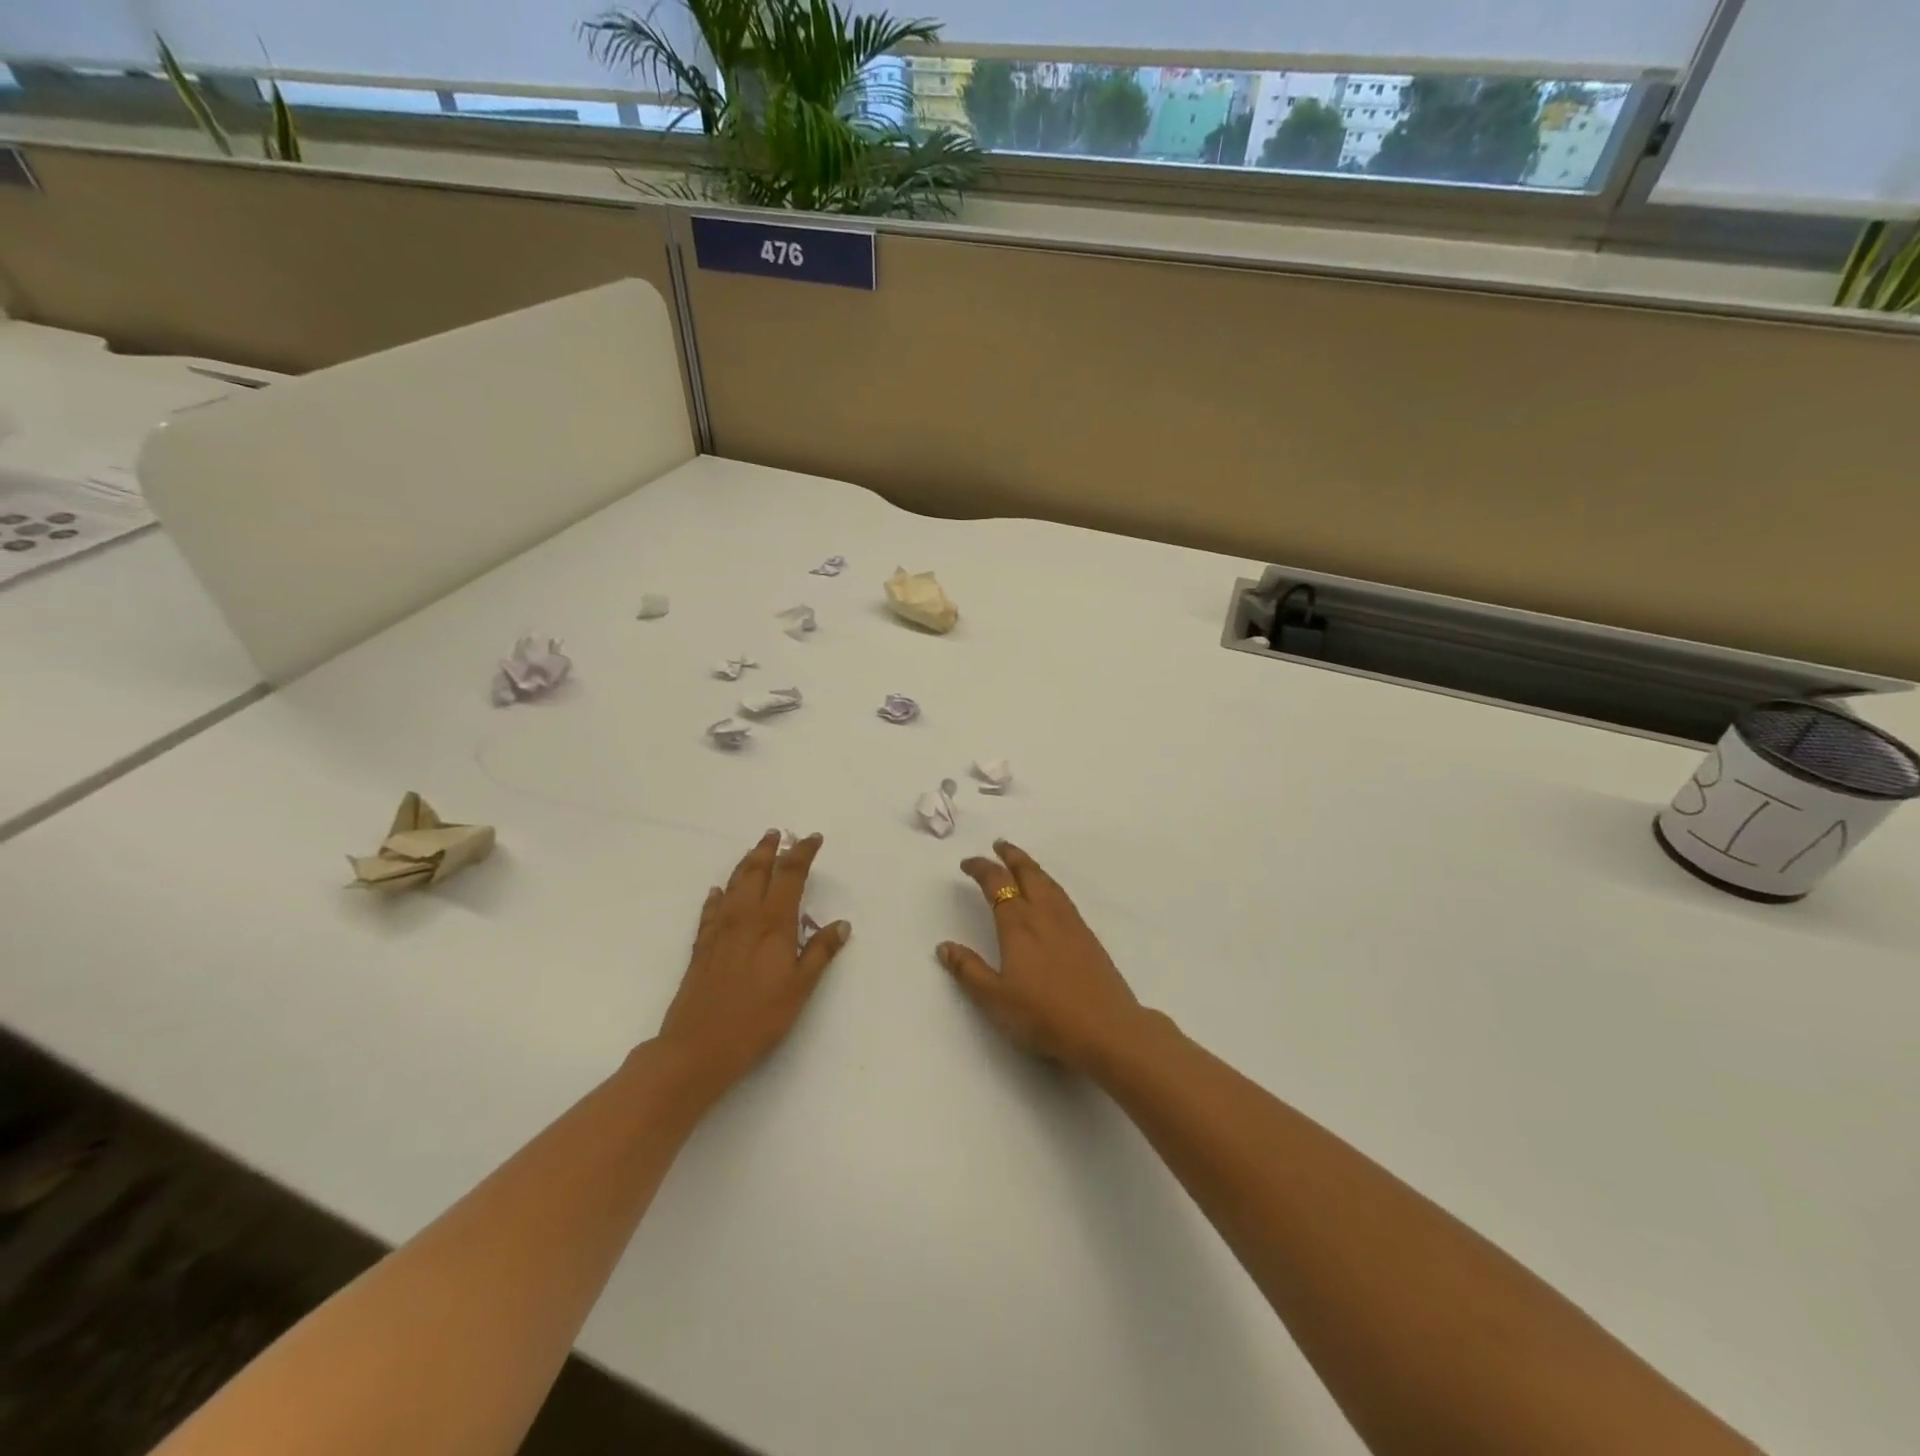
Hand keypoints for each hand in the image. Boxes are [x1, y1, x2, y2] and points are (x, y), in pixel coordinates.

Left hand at [657, 830, 847, 1097]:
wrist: (698, 1046)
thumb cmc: (758, 1019)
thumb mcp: (800, 988)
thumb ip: (819, 953)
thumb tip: (841, 924)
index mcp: (773, 924)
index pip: (790, 876)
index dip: (802, 853)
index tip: (812, 839)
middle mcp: (745, 918)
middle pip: (757, 871)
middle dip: (769, 849)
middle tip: (778, 834)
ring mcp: (719, 930)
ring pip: (733, 885)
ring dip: (746, 864)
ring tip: (755, 851)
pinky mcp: (701, 946)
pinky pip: (711, 909)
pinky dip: (718, 895)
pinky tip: (718, 891)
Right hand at [938, 840, 1147, 1074]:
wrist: (1106, 1028)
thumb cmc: (1044, 1015)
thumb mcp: (995, 999)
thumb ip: (969, 970)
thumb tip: (944, 946)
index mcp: (1018, 924)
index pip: (997, 884)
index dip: (981, 869)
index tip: (968, 863)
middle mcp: (1044, 914)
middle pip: (1027, 873)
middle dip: (1011, 856)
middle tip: (999, 845)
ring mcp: (1070, 923)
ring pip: (1048, 882)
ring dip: (1031, 866)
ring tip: (1021, 862)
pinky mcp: (1087, 936)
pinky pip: (1062, 896)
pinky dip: (1048, 883)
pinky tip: (1049, 894)